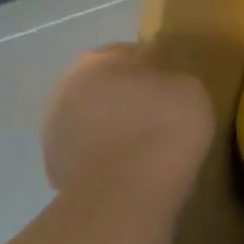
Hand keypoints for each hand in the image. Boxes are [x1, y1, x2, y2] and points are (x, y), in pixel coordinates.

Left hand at [43, 44, 213, 213]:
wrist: (130, 188)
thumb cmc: (165, 125)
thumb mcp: (190, 86)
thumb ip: (169, 78)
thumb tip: (158, 86)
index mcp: (98, 60)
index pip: (129, 55)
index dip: (154, 72)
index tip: (173, 92)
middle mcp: (66, 87)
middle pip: (103, 88)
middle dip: (126, 100)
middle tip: (159, 119)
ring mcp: (53, 129)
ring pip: (90, 121)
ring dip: (110, 129)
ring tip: (143, 150)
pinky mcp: (53, 166)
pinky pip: (86, 154)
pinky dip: (103, 159)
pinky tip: (128, 172)